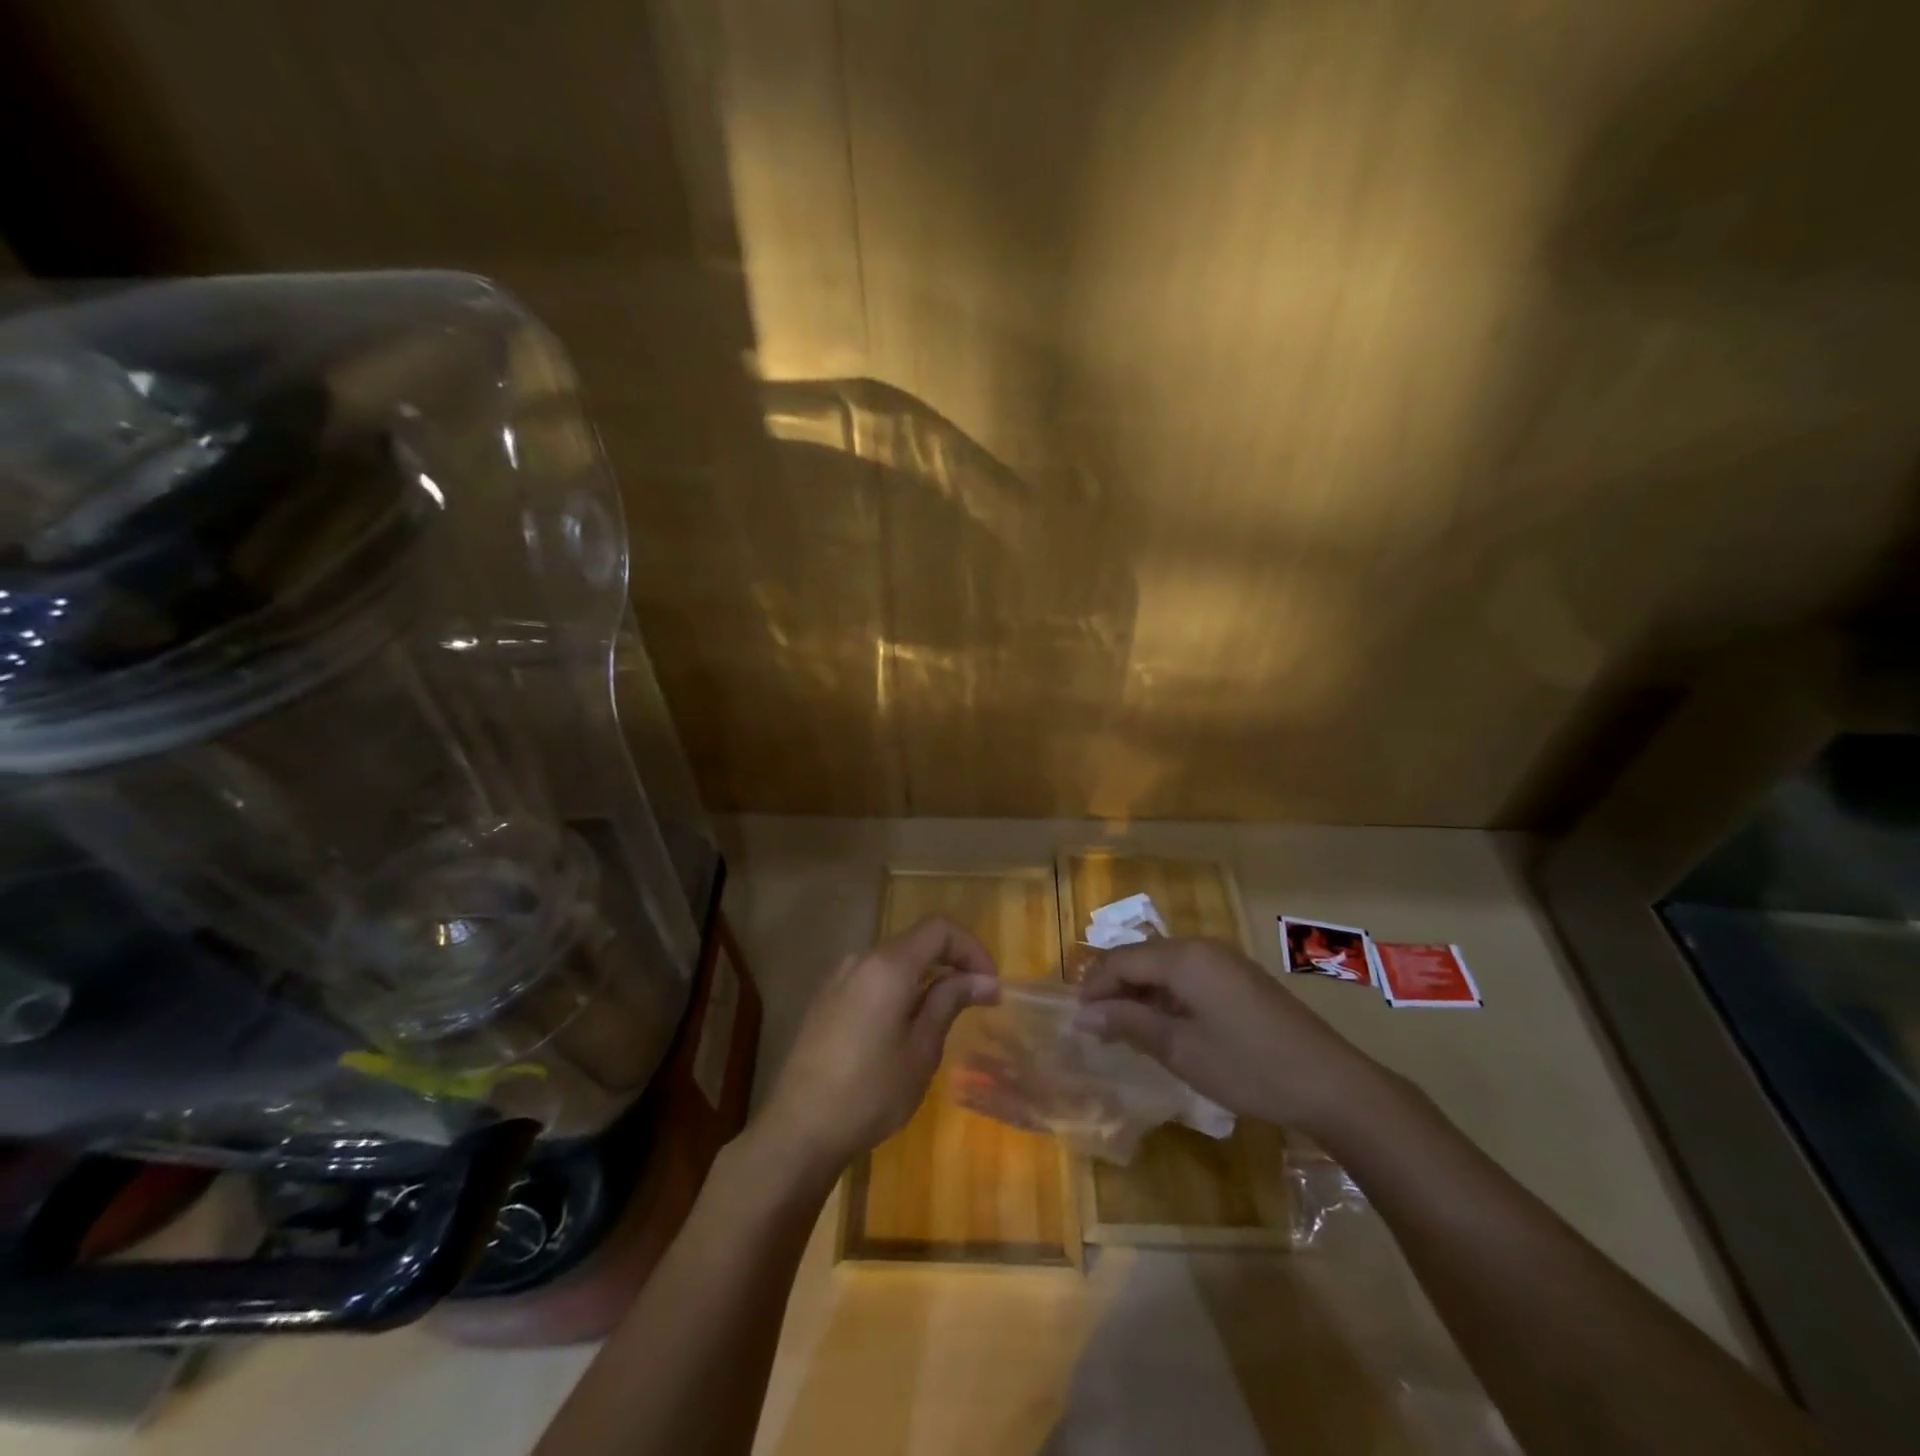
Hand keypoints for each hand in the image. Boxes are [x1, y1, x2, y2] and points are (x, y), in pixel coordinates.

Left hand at [758, 917, 1000, 1174]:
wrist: (798, 1129)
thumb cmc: (870, 1092)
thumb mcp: (921, 1050)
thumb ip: (949, 1002)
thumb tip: (984, 980)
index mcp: (888, 966)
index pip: (939, 929)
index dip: (971, 949)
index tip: (990, 985)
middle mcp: (861, 960)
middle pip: (915, 942)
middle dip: (951, 962)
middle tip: (975, 1001)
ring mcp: (838, 978)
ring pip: (893, 961)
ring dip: (924, 977)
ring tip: (942, 1018)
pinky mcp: (825, 1000)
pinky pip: (871, 979)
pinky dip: (898, 989)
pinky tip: (903, 1028)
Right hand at [1074, 937, 1380, 1135]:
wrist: (1332, 1084)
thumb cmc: (1248, 1066)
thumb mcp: (1180, 1049)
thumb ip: (1128, 1024)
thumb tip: (1082, 1015)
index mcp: (1183, 957)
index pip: (1120, 960)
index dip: (1093, 987)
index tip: (1076, 1021)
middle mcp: (1201, 947)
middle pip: (1141, 957)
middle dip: (1114, 988)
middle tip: (1096, 1027)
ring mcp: (1224, 960)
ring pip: (1164, 966)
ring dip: (1140, 993)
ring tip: (1125, 1029)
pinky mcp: (1241, 978)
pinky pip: (1189, 975)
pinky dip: (1167, 996)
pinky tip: (1166, 1026)